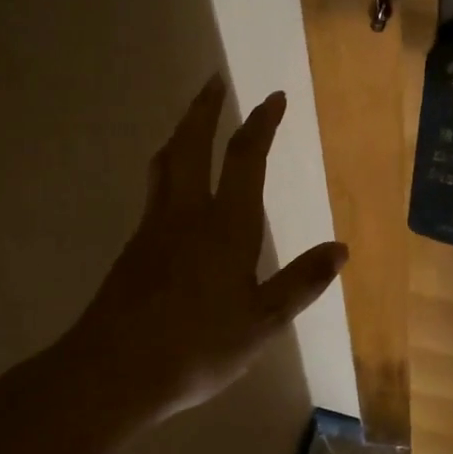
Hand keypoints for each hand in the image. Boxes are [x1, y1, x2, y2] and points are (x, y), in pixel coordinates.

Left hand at [72, 75, 346, 422]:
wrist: (111, 372)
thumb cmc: (196, 347)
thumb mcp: (261, 322)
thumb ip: (300, 282)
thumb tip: (340, 249)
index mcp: (225, 225)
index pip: (245, 159)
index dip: (262, 124)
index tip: (274, 97)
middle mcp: (186, 214)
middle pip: (192, 145)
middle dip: (205, 110)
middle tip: (214, 81)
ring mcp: (153, 228)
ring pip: (165, 163)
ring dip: (182, 133)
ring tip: (192, 121)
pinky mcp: (134, 249)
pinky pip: (155, 191)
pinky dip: (168, 168)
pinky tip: (174, 188)